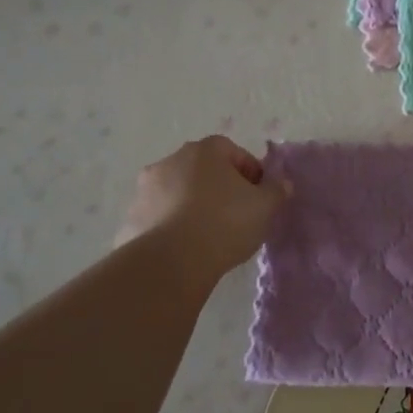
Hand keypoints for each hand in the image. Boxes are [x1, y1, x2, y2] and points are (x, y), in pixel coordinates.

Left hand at [117, 136, 290, 282]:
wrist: (170, 262)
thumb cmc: (224, 223)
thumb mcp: (265, 207)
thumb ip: (276, 190)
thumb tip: (281, 183)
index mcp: (204, 151)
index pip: (233, 151)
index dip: (249, 172)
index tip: (258, 196)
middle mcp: (170, 161)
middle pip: (202, 169)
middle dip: (219, 186)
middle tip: (236, 214)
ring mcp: (145, 189)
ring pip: (178, 192)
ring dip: (192, 205)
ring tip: (209, 234)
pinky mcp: (131, 218)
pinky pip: (159, 216)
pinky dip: (172, 225)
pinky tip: (185, 248)